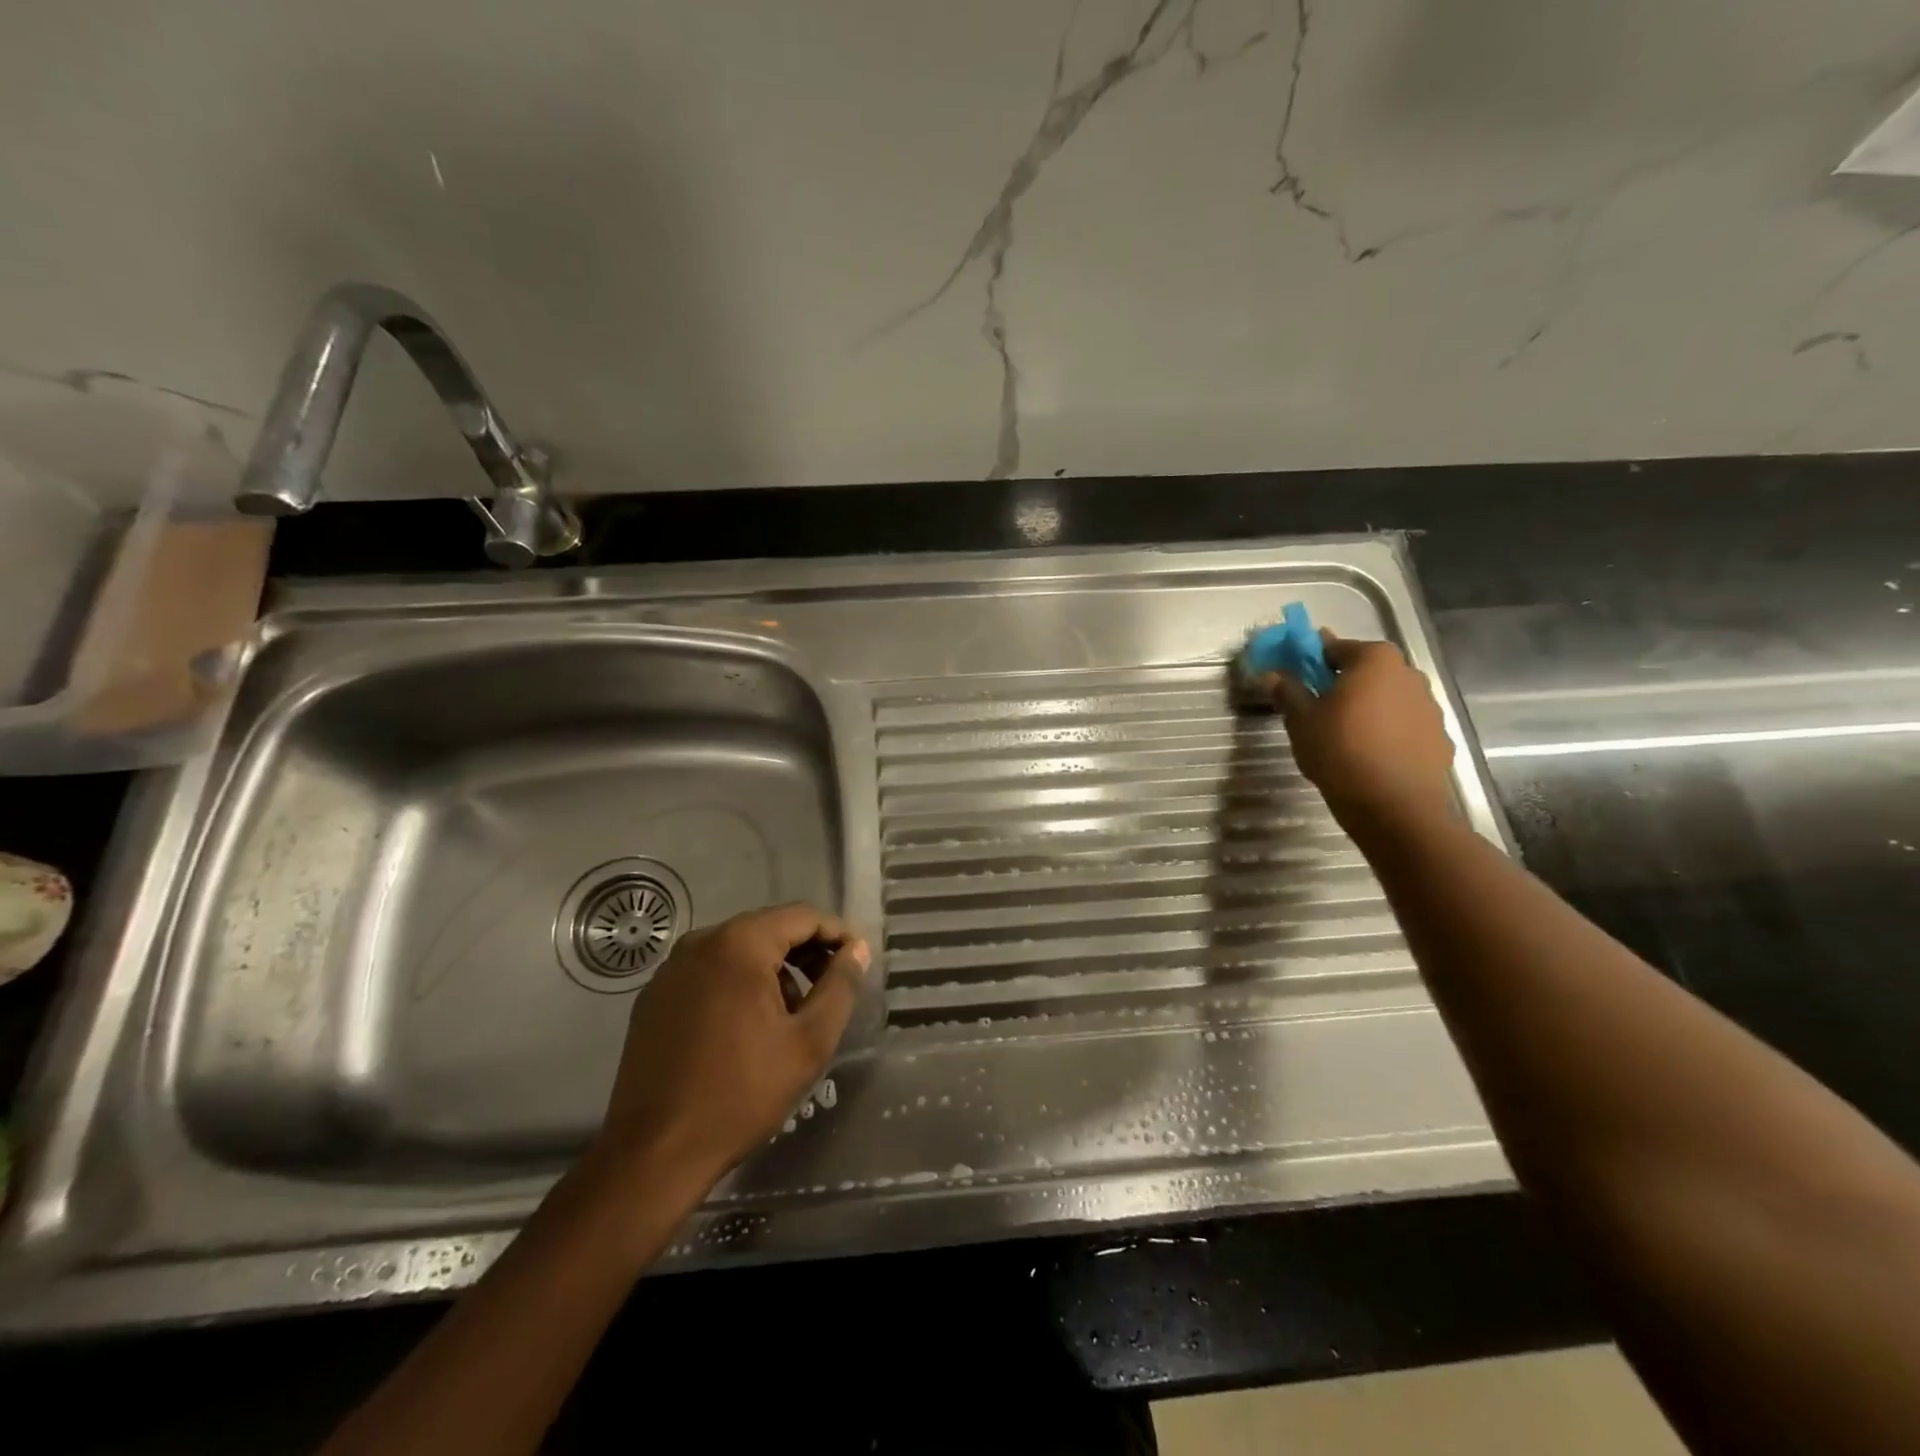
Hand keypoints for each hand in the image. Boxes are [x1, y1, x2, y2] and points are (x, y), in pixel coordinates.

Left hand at [595, 903, 869, 1189]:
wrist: (654, 1153)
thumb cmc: (741, 1093)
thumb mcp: (808, 1042)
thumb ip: (839, 987)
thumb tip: (856, 950)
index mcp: (739, 944)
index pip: (802, 916)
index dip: (837, 933)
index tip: (858, 959)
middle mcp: (701, 942)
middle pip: (768, 928)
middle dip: (806, 951)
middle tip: (832, 986)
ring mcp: (671, 969)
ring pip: (738, 949)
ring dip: (773, 968)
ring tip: (793, 1012)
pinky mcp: (654, 996)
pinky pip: (709, 971)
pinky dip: (738, 982)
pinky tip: (748, 1024)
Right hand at [1261, 631, 1456, 833]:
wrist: (1393, 806)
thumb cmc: (1340, 751)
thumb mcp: (1301, 720)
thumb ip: (1287, 691)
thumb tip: (1271, 673)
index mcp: (1374, 660)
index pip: (1335, 648)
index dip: (1312, 660)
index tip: (1297, 676)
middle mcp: (1408, 674)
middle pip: (1366, 671)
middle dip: (1342, 683)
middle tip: (1317, 708)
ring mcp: (1429, 706)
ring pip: (1387, 698)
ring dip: (1366, 708)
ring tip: (1343, 736)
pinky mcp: (1438, 737)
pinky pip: (1404, 725)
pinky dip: (1386, 731)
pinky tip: (1369, 755)